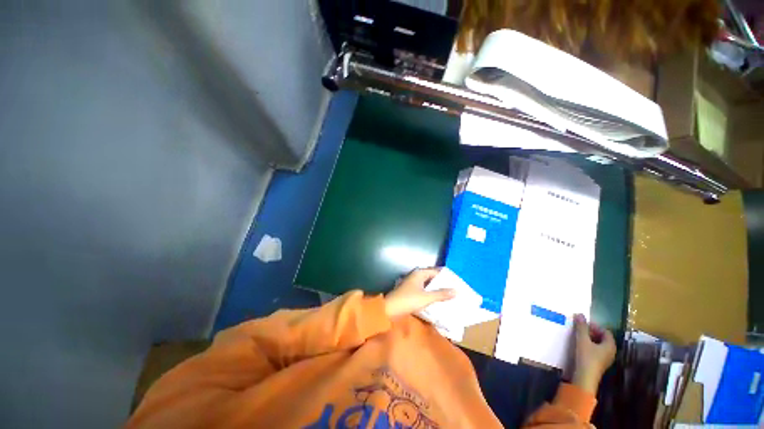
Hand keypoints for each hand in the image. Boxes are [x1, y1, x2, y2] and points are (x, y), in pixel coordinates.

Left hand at [384, 268, 455, 318]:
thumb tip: (457, 290)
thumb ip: (441, 294)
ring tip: (449, 295)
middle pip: (432, 277)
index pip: (436, 271)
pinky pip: (424, 289)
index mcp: (419, 273)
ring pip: (428, 284)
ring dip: (437, 289)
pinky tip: (437, 299)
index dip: (446, 276)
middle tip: (455, 289)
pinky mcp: (411, 290)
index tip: (457, 282)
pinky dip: (431, 293)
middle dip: (442, 283)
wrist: (390, 308)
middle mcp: (416, 275)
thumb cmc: (408, 300)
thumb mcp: (426, 298)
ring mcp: (413, 283)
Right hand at [571, 314, 615, 394]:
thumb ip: (581, 327)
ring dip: (590, 339)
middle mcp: (611, 352)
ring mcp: (605, 359)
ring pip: (599, 345)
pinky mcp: (599, 364)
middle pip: (603, 338)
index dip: (595, 326)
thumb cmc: (586, 357)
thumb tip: (580, 314)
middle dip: (592, 332)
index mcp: (610, 345)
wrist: (585, 377)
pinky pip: (597, 351)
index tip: (583, 325)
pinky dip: (590, 346)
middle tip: (580, 329)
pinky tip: (580, 347)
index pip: (606, 331)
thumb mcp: (582, 340)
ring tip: (579, 337)